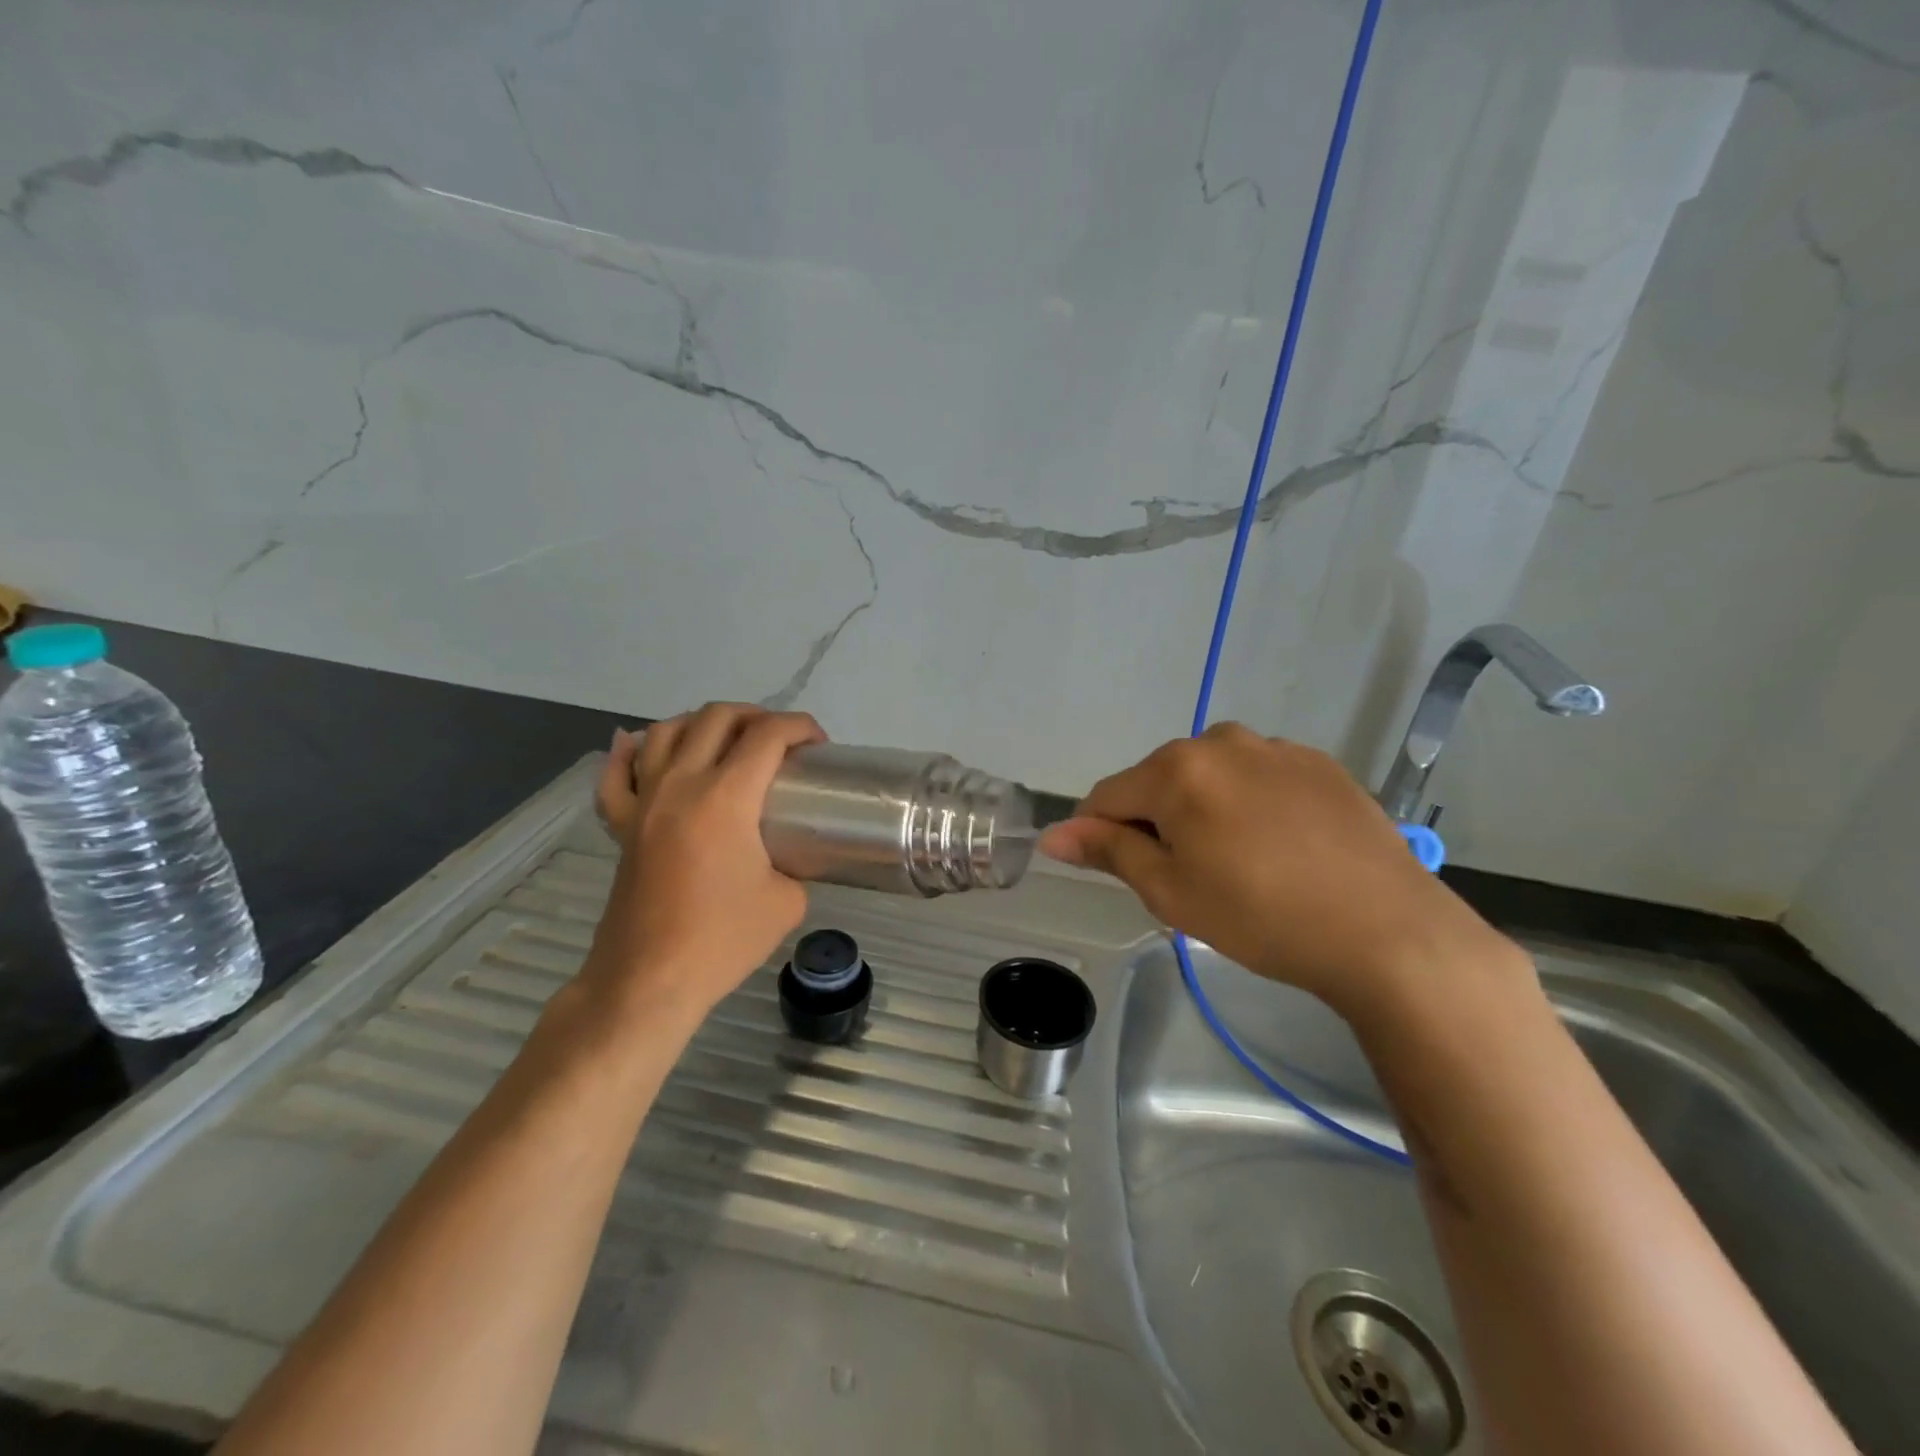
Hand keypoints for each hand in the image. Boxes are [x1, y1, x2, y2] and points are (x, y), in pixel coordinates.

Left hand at [590, 703, 825, 1018]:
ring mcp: (644, 802)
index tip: (818, 743)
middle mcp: (681, 784)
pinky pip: (617, 774)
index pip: (767, 736)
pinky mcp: (622, 825)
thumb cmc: (722, 941)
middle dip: (756, 715)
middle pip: (716, 718)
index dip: (799, 726)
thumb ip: (793, 865)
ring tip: (725, 738)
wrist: (649, 980)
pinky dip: (629, 751)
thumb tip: (783, 858)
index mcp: (726, 798)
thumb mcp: (786, 902)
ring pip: (665, 731)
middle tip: (780, 740)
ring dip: (701, 722)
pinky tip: (641, 745)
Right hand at [1037, 724, 1515, 1014]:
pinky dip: (1249, 805)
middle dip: (1156, 821)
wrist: (1386, 930)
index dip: (1098, 833)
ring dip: (1203, 810)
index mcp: (1177, 769)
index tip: (1114, 870)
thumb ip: (1109, 850)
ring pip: (1210, 777)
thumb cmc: (1261, 916)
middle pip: (1159, 781)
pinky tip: (1279, 847)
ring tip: (1237, 863)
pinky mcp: (1318, 763)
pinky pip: (1258, 777)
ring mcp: (1275, 747)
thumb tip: (1054, 833)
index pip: (1107, 795)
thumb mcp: (1171, 891)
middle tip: (1186, 878)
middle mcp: (1221, 741)